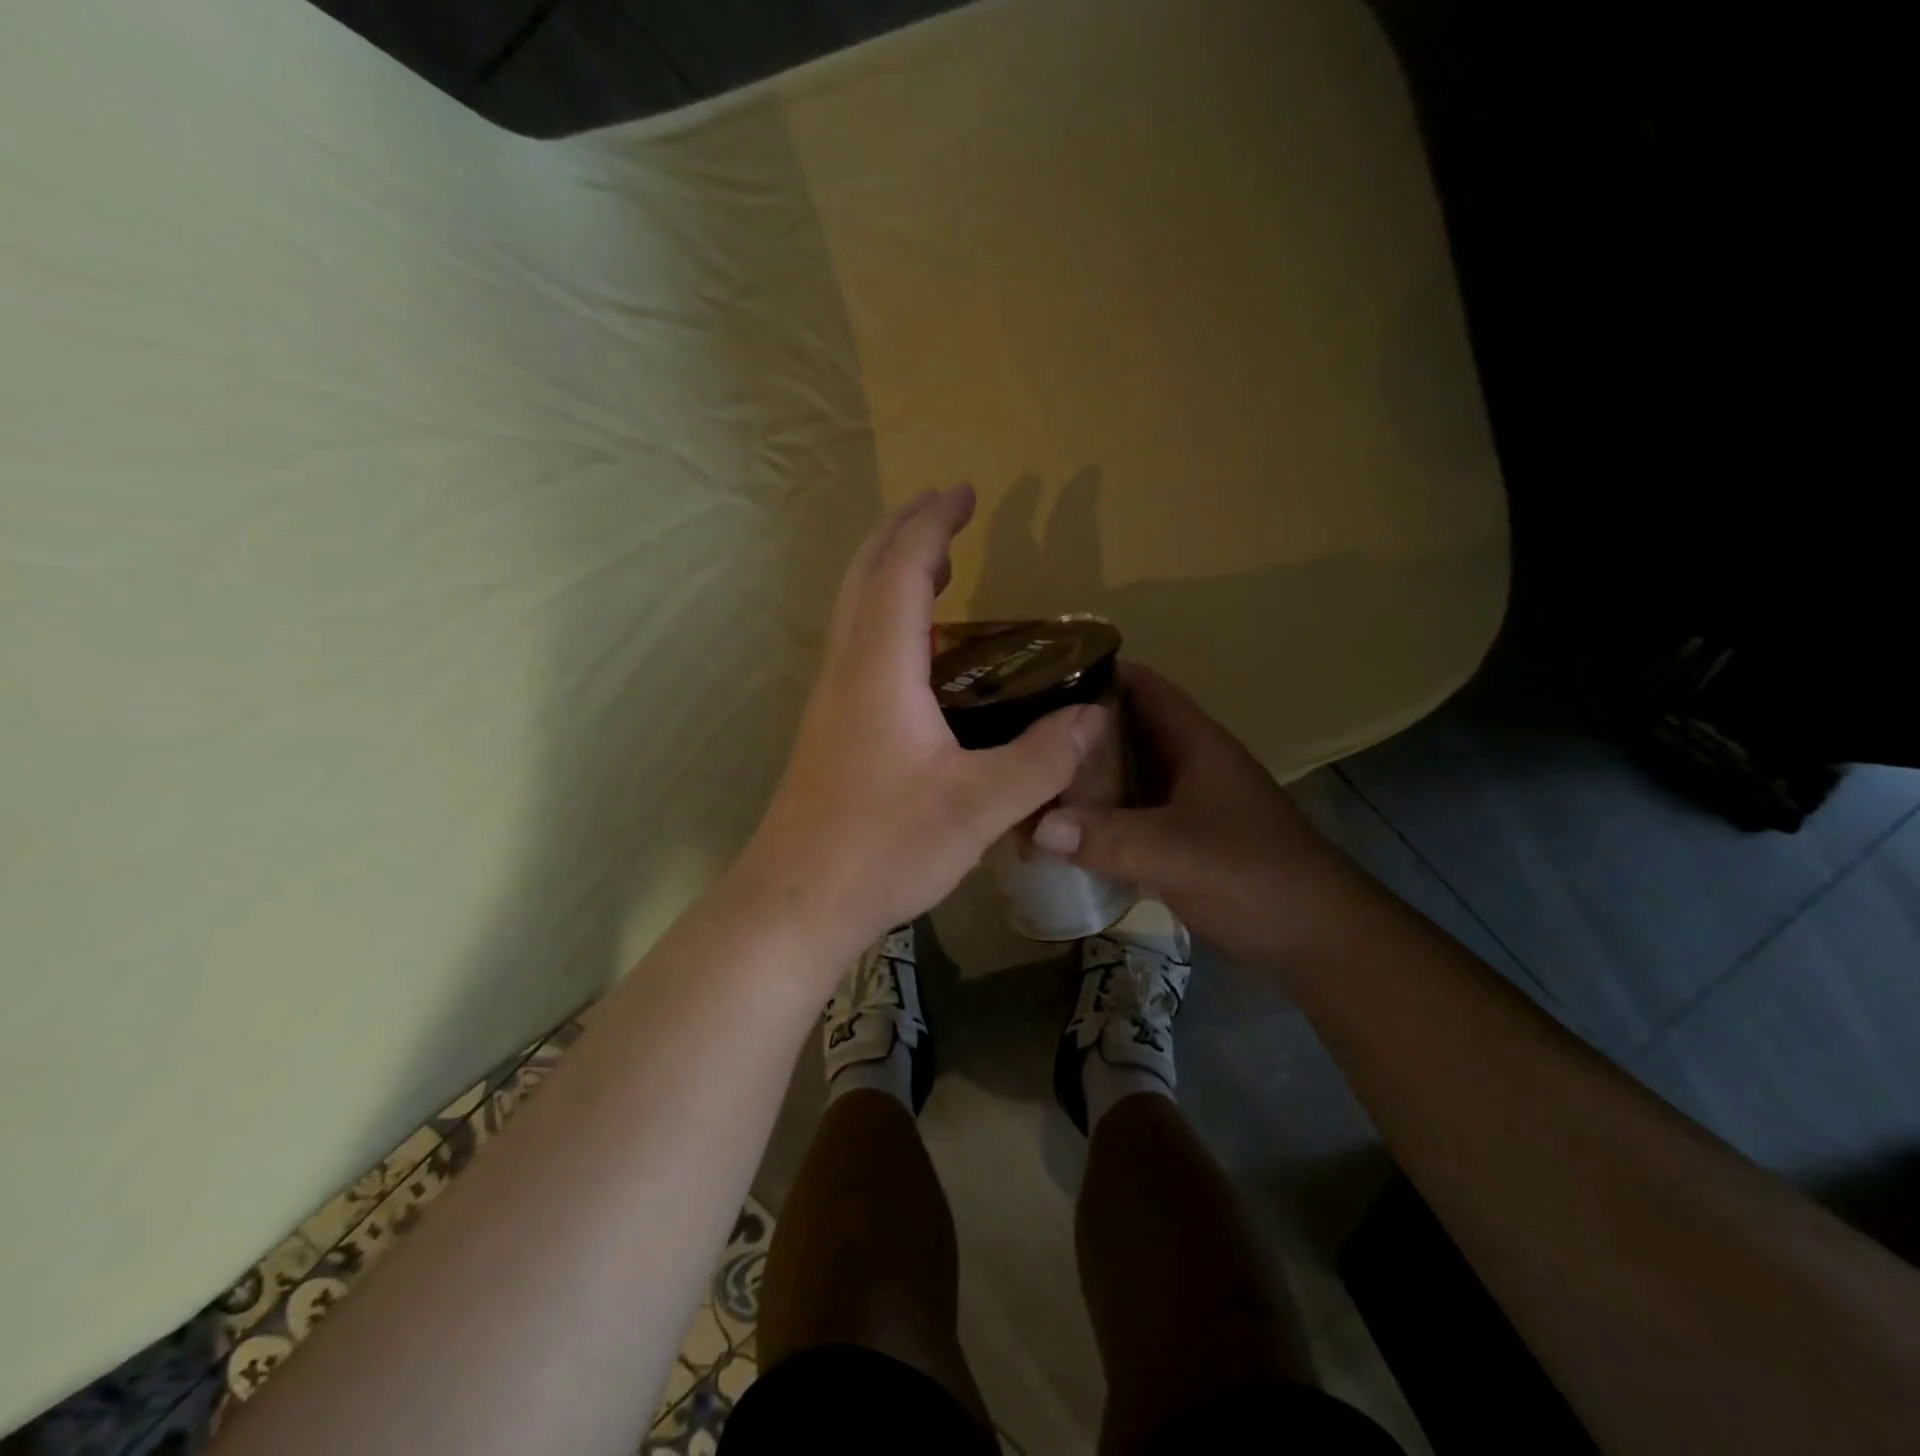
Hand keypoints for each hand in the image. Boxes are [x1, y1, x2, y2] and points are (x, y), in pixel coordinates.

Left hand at [742, 486, 1104, 963]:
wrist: (797, 902)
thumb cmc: (883, 847)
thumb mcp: (979, 806)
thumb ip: (1042, 758)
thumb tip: (1092, 716)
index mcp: (880, 668)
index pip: (903, 569)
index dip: (934, 523)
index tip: (966, 492)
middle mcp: (847, 669)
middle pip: (865, 574)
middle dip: (906, 531)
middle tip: (949, 511)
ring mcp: (830, 699)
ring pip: (855, 609)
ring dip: (892, 572)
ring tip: (940, 565)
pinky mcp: (829, 729)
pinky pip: (857, 645)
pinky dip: (887, 617)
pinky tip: (919, 653)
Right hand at [1032, 663, 1350, 969]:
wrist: (1317, 940)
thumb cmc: (1256, 877)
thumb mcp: (1179, 853)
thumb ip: (1108, 838)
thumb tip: (1035, 827)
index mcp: (1194, 742)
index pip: (1141, 685)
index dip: (1093, 673)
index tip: (1036, 679)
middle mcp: (1184, 762)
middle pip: (1122, 729)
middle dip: (1072, 729)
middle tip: (1014, 733)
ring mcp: (1181, 802)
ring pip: (1121, 774)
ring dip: (1079, 776)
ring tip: (1023, 775)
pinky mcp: (1176, 838)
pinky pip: (1124, 814)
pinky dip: (1092, 815)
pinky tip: (1055, 827)